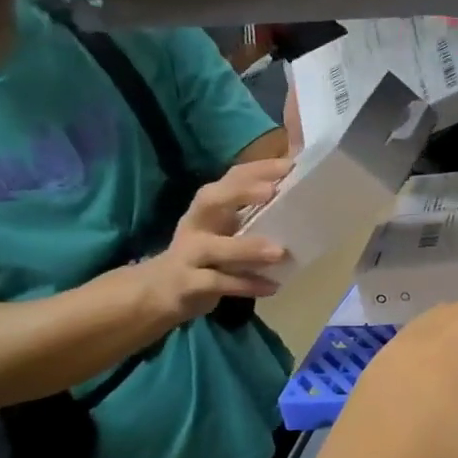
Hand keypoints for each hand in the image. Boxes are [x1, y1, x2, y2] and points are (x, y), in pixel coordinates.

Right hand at [141, 160, 292, 318]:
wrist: (159, 292)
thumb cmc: (205, 254)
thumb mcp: (225, 231)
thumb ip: (254, 215)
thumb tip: (297, 194)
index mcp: (209, 208)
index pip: (230, 178)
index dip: (257, 169)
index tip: (289, 165)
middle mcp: (196, 225)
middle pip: (210, 200)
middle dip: (239, 192)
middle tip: (272, 191)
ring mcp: (189, 254)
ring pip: (214, 247)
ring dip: (247, 248)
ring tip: (279, 252)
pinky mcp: (188, 284)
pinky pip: (218, 283)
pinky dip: (245, 285)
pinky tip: (272, 287)